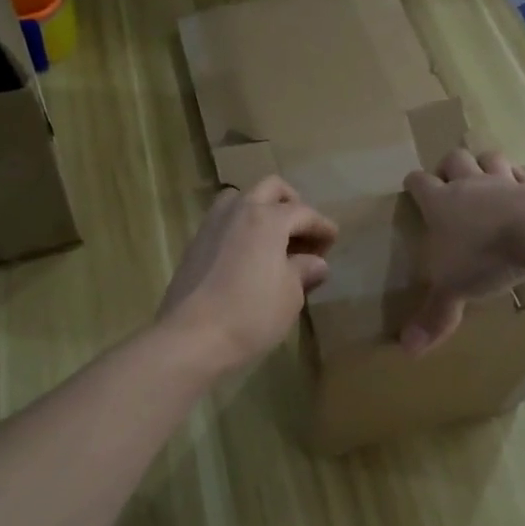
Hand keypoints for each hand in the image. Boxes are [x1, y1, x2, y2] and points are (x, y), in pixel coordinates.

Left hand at [159, 176, 337, 375]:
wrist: (191, 337)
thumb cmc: (251, 314)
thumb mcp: (290, 296)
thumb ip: (304, 272)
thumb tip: (315, 263)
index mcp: (268, 219)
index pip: (303, 212)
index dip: (322, 226)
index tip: (333, 239)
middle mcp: (239, 210)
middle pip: (271, 188)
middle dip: (292, 204)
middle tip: (303, 232)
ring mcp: (212, 225)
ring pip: (240, 198)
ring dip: (261, 209)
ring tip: (272, 239)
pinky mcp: (194, 244)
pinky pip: (223, 221)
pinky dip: (240, 228)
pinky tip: (248, 255)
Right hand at [400, 149, 524, 355]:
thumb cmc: (485, 258)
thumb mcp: (453, 291)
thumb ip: (433, 316)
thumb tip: (407, 350)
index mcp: (441, 203)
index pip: (418, 181)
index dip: (414, 184)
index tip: (413, 189)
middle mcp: (470, 184)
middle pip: (454, 158)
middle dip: (449, 166)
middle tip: (451, 183)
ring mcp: (505, 180)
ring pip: (490, 157)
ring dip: (486, 164)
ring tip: (487, 180)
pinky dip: (522, 179)